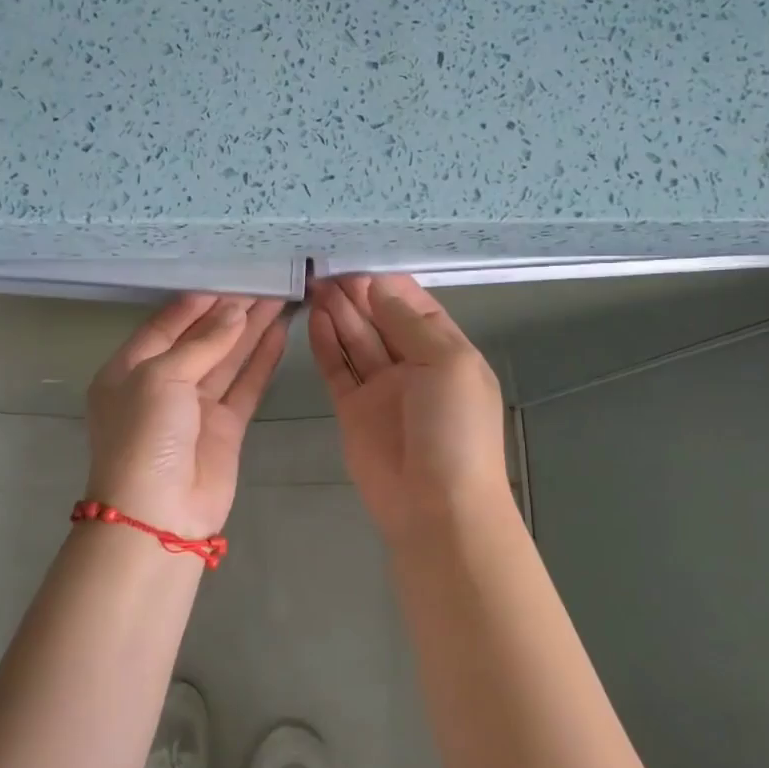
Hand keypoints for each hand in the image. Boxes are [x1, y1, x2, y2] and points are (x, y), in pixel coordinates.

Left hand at [85, 294, 289, 538]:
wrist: (158, 515)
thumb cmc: (145, 436)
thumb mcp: (161, 378)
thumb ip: (201, 343)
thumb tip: (234, 312)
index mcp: (130, 368)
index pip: (165, 325)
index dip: (196, 302)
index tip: (228, 277)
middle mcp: (162, 384)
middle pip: (200, 338)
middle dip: (229, 312)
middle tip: (264, 281)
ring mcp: (195, 407)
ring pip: (227, 359)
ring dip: (250, 330)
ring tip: (280, 297)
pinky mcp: (225, 427)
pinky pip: (245, 386)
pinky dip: (261, 361)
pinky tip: (280, 334)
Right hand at [309, 275, 514, 548]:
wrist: (436, 506)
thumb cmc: (454, 430)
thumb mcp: (447, 364)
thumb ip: (410, 323)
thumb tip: (379, 285)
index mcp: (446, 352)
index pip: (415, 307)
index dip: (388, 285)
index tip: (358, 261)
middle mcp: (413, 365)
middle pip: (381, 320)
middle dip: (358, 294)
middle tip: (326, 268)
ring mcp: (381, 388)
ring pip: (357, 340)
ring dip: (339, 313)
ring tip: (315, 284)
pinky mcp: (352, 408)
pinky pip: (337, 368)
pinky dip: (326, 344)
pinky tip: (314, 318)